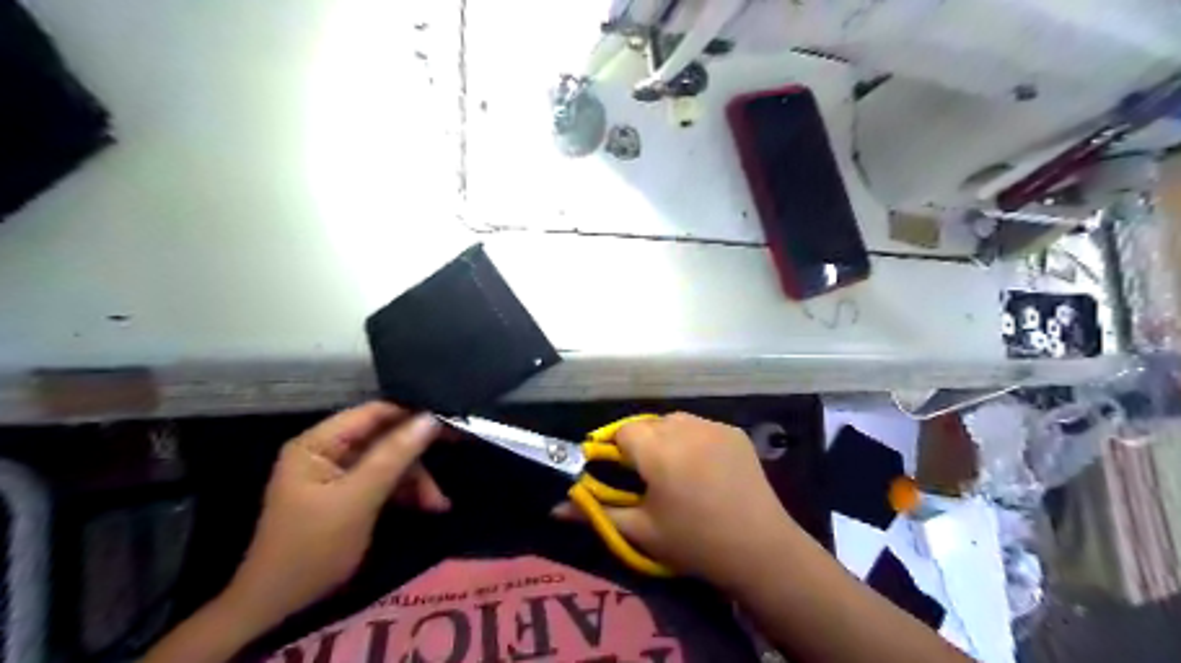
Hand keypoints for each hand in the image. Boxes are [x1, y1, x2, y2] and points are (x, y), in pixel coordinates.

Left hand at [221, 401, 442, 635]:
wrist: (280, 608)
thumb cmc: (313, 548)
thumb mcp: (358, 499)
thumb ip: (394, 455)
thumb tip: (431, 418)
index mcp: (318, 443)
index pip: (373, 413)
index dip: (412, 414)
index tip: (450, 422)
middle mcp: (327, 451)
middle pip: (384, 438)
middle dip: (417, 456)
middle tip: (454, 460)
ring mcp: (338, 474)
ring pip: (389, 461)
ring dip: (416, 480)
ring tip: (438, 504)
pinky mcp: (348, 495)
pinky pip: (384, 481)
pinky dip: (406, 493)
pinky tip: (427, 507)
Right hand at [560, 412, 797, 587]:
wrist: (760, 549)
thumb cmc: (694, 543)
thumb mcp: (641, 531)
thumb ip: (595, 513)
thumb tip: (555, 507)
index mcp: (657, 450)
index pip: (622, 431)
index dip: (616, 450)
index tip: (621, 473)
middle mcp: (684, 427)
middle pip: (648, 424)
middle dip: (642, 444)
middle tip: (648, 477)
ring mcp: (713, 426)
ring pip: (674, 421)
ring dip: (667, 438)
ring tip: (676, 470)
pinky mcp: (734, 432)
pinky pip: (701, 427)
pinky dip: (694, 439)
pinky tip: (704, 468)